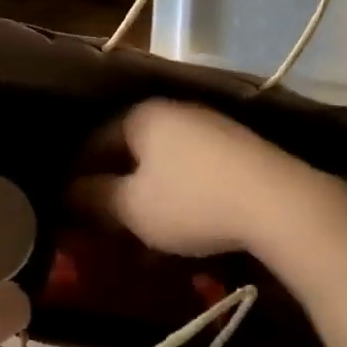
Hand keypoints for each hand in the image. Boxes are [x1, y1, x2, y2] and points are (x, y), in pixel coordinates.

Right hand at [70, 99, 318, 257]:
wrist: (278, 201)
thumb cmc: (192, 200)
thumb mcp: (133, 207)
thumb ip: (94, 198)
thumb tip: (67, 192)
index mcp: (140, 116)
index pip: (93, 141)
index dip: (77, 175)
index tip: (67, 207)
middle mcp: (172, 111)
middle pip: (129, 151)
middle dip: (113, 188)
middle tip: (102, 223)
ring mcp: (208, 126)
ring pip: (162, 163)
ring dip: (146, 197)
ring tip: (140, 235)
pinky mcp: (235, 148)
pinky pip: (191, 170)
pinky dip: (177, 196)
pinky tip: (179, 228)